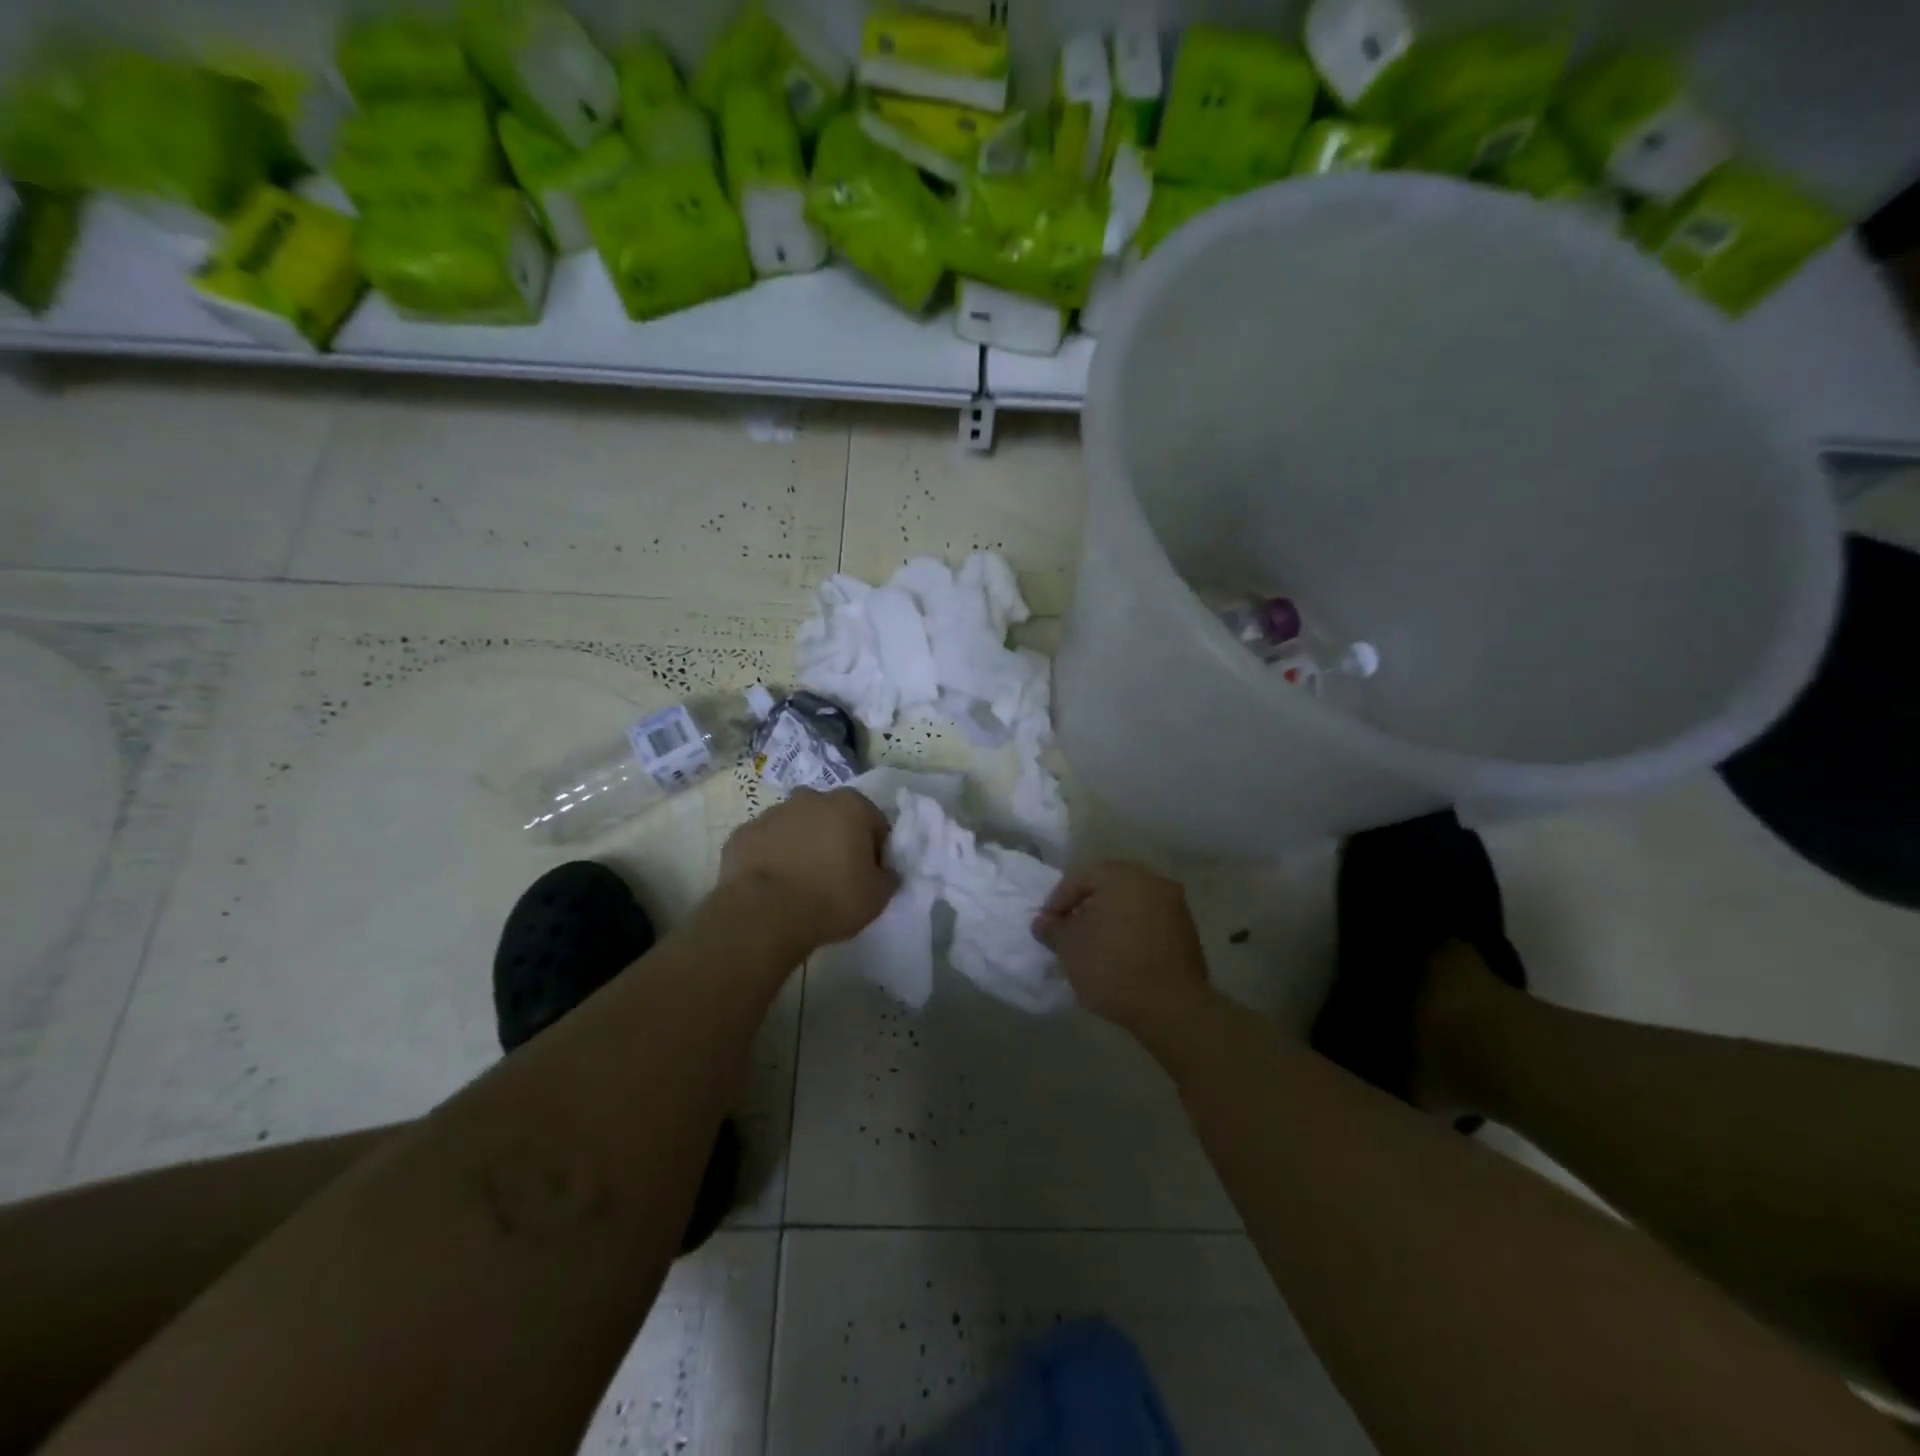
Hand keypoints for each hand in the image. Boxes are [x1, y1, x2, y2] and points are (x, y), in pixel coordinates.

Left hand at [720, 789, 897, 949]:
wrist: (764, 913)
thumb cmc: (831, 898)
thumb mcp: (878, 896)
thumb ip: (888, 877)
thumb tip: (885, 872)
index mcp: (850, 805)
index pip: (874, 823)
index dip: (875, 851)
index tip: (869, 876)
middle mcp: (811, 798)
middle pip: (832, 818)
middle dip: (836, 840)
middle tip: (835, 877)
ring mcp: (772, 813)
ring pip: (796, 826)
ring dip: (802, 845)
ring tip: (801, 884)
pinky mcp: (742, 833)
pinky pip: (766, 843)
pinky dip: (771, 857)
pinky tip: (772, 886)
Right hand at [1033, 862, 1211, 1035]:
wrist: (1171, 1007)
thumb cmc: (1112, 967)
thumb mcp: (1070, 948)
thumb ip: (1053, 928)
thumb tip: (1043, 921)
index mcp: (1123, 876)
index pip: (1082, 876)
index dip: (1059, 899)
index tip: (1049, 924)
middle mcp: (1152, 881)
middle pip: (1109, 886)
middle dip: (1086, 906)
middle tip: (1069, 930)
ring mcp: (1175, 905)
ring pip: (1131, 903)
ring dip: (1110, 918)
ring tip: (1094, 945)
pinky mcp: (1187, 931)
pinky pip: (1150, 921)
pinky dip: (1131, 931)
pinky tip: (1120, 955)